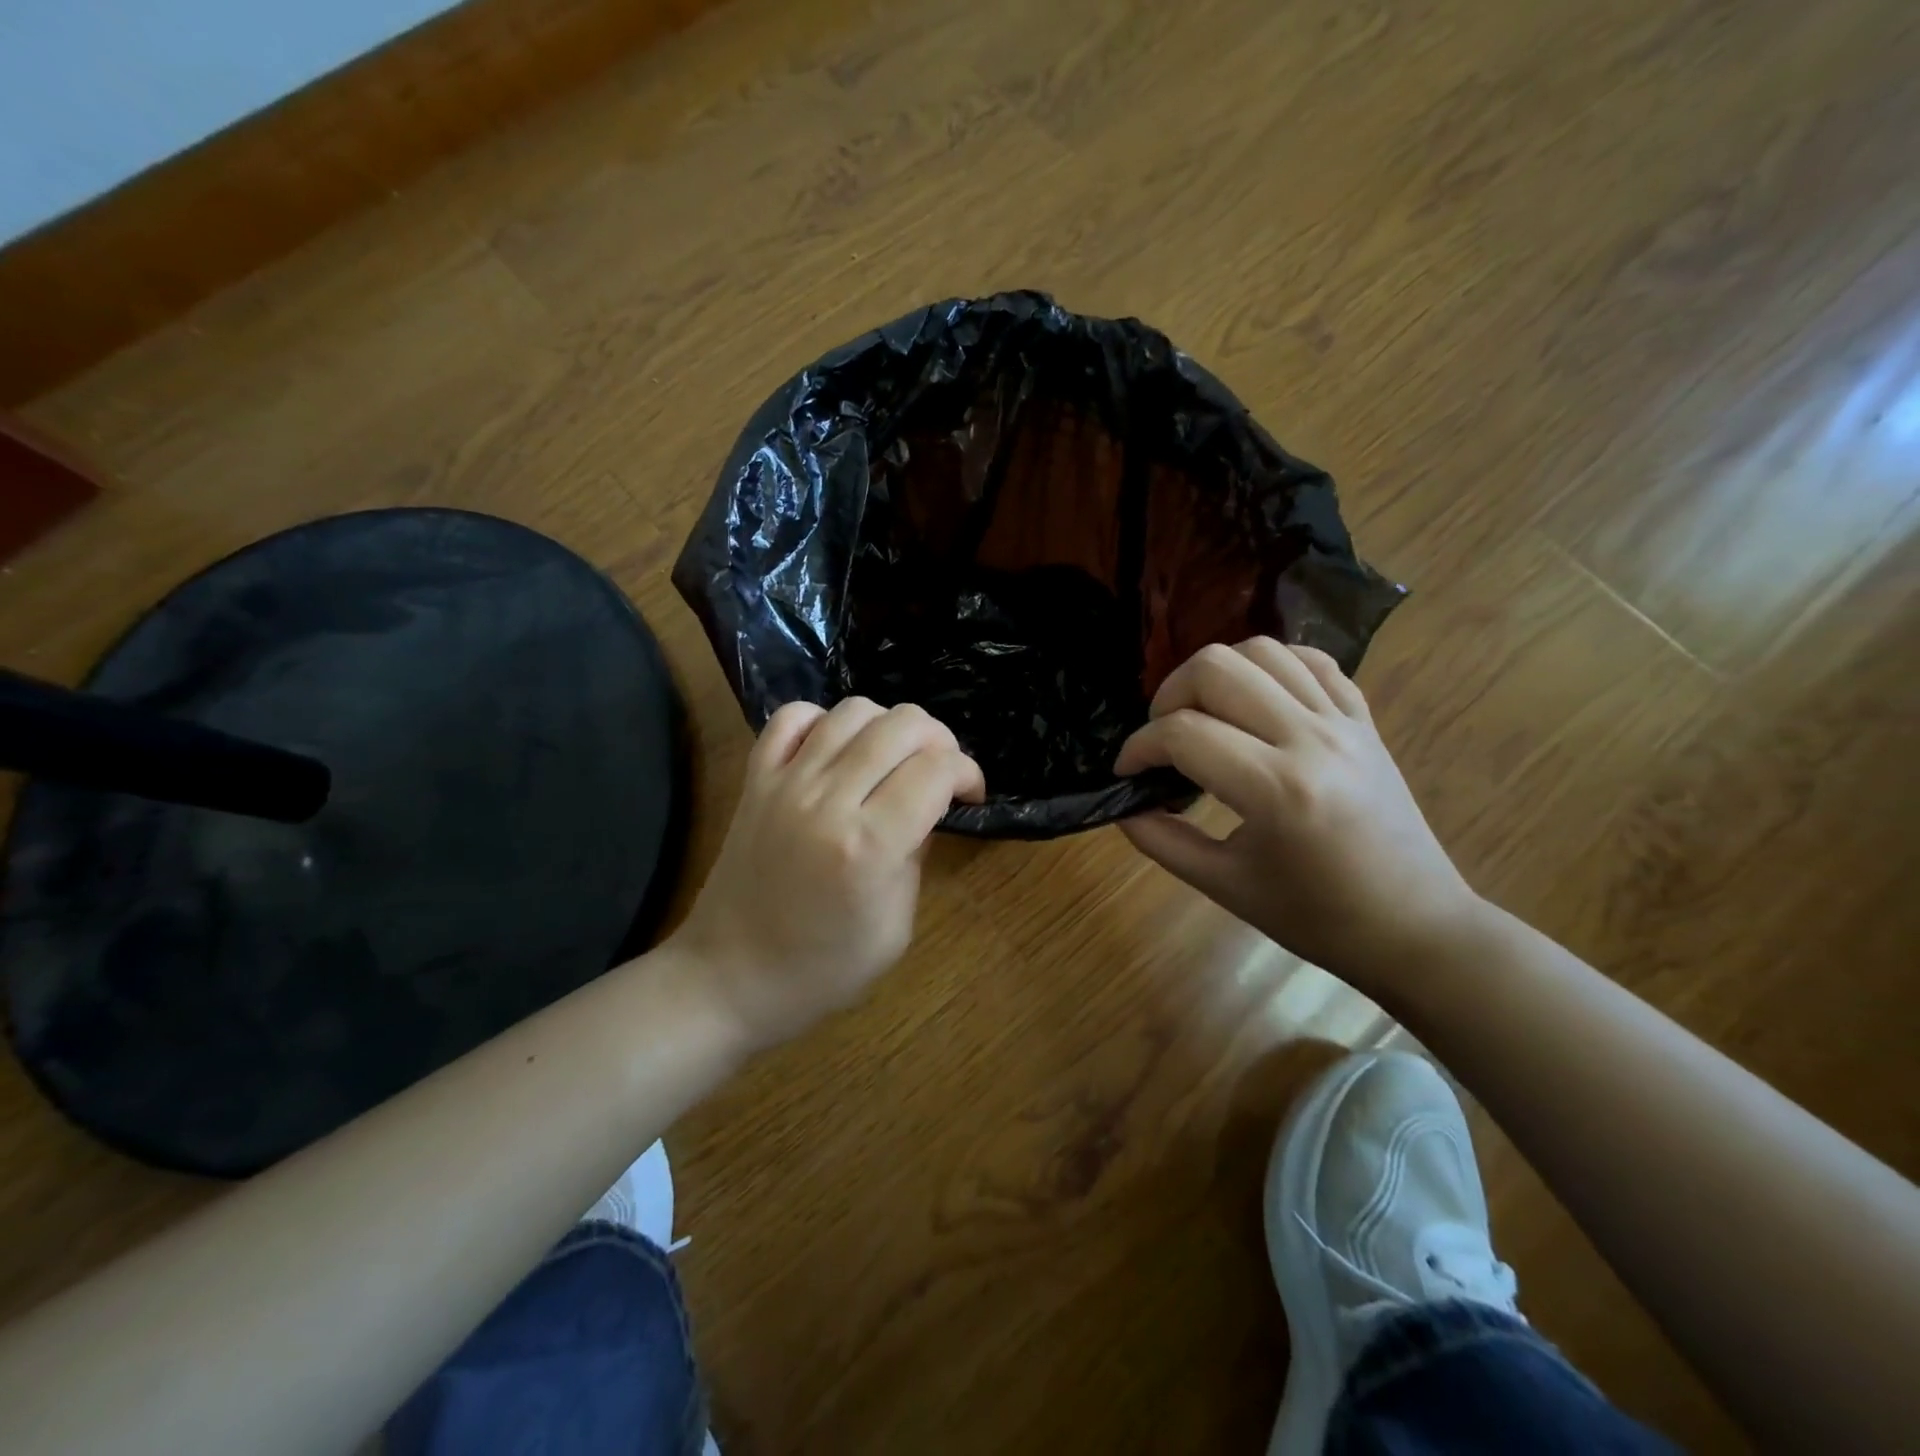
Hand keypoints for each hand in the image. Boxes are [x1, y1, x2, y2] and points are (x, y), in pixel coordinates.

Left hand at [671, 698, 984, 1050]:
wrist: (729, 976)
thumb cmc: (824, 968)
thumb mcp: (896, 927)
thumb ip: (917, 853)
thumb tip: (930, 804)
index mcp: (870, 846)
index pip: (937, 770)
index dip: (968, 773)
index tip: (969, 795)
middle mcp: (829, 800)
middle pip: (903, 725)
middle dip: (939, 741)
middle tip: (939, 774)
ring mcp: (786, 782)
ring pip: (853, 710)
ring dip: (888, 725)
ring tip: (892, 760)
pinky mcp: (755, 779)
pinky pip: (792, 717)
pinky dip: (824, 720)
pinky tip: (837, 750)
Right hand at [1114, 639, 1479, 985]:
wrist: (1416, 928)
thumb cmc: (1317, 918)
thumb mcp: (1225, 886)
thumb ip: (1162, 841)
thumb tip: (1122, 806)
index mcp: (1276, 790)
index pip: (1183, 733)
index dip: (1138, 748)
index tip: (1126, 771)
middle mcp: (1311, 740)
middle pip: (1217, 668)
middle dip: (1168, 696)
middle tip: (1161, 738)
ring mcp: (1344, 723)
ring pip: (1263, 650)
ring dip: (1215, 673)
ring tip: (1202, 713)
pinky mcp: (1365, 720)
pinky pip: (1313, 661)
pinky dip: (1270, 666)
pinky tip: (1253, 697)